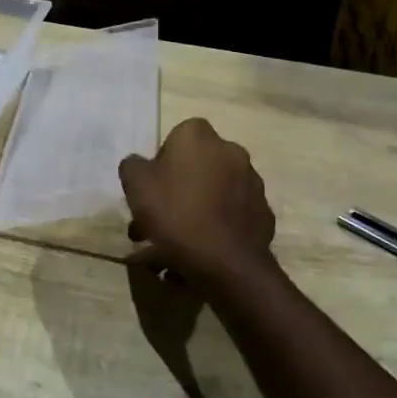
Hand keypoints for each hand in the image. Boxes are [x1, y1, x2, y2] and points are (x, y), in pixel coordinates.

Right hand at [119, 118, 276, 287]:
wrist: (225, 261)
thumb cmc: (175, 213)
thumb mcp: (136, 186)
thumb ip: (133, 166)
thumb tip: (139, 164)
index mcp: (198, 136)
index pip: (175, 138)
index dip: (161, 163)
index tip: (152, 189)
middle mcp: (230, 150)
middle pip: (197, 166)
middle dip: (178, 188)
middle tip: (160, 217)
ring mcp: (252, 182)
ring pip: (215, 191)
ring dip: (198, 207)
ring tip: (178, 241)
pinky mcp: (264, 212)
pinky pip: (232, 214)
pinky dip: (219, 225)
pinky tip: (203, 248)